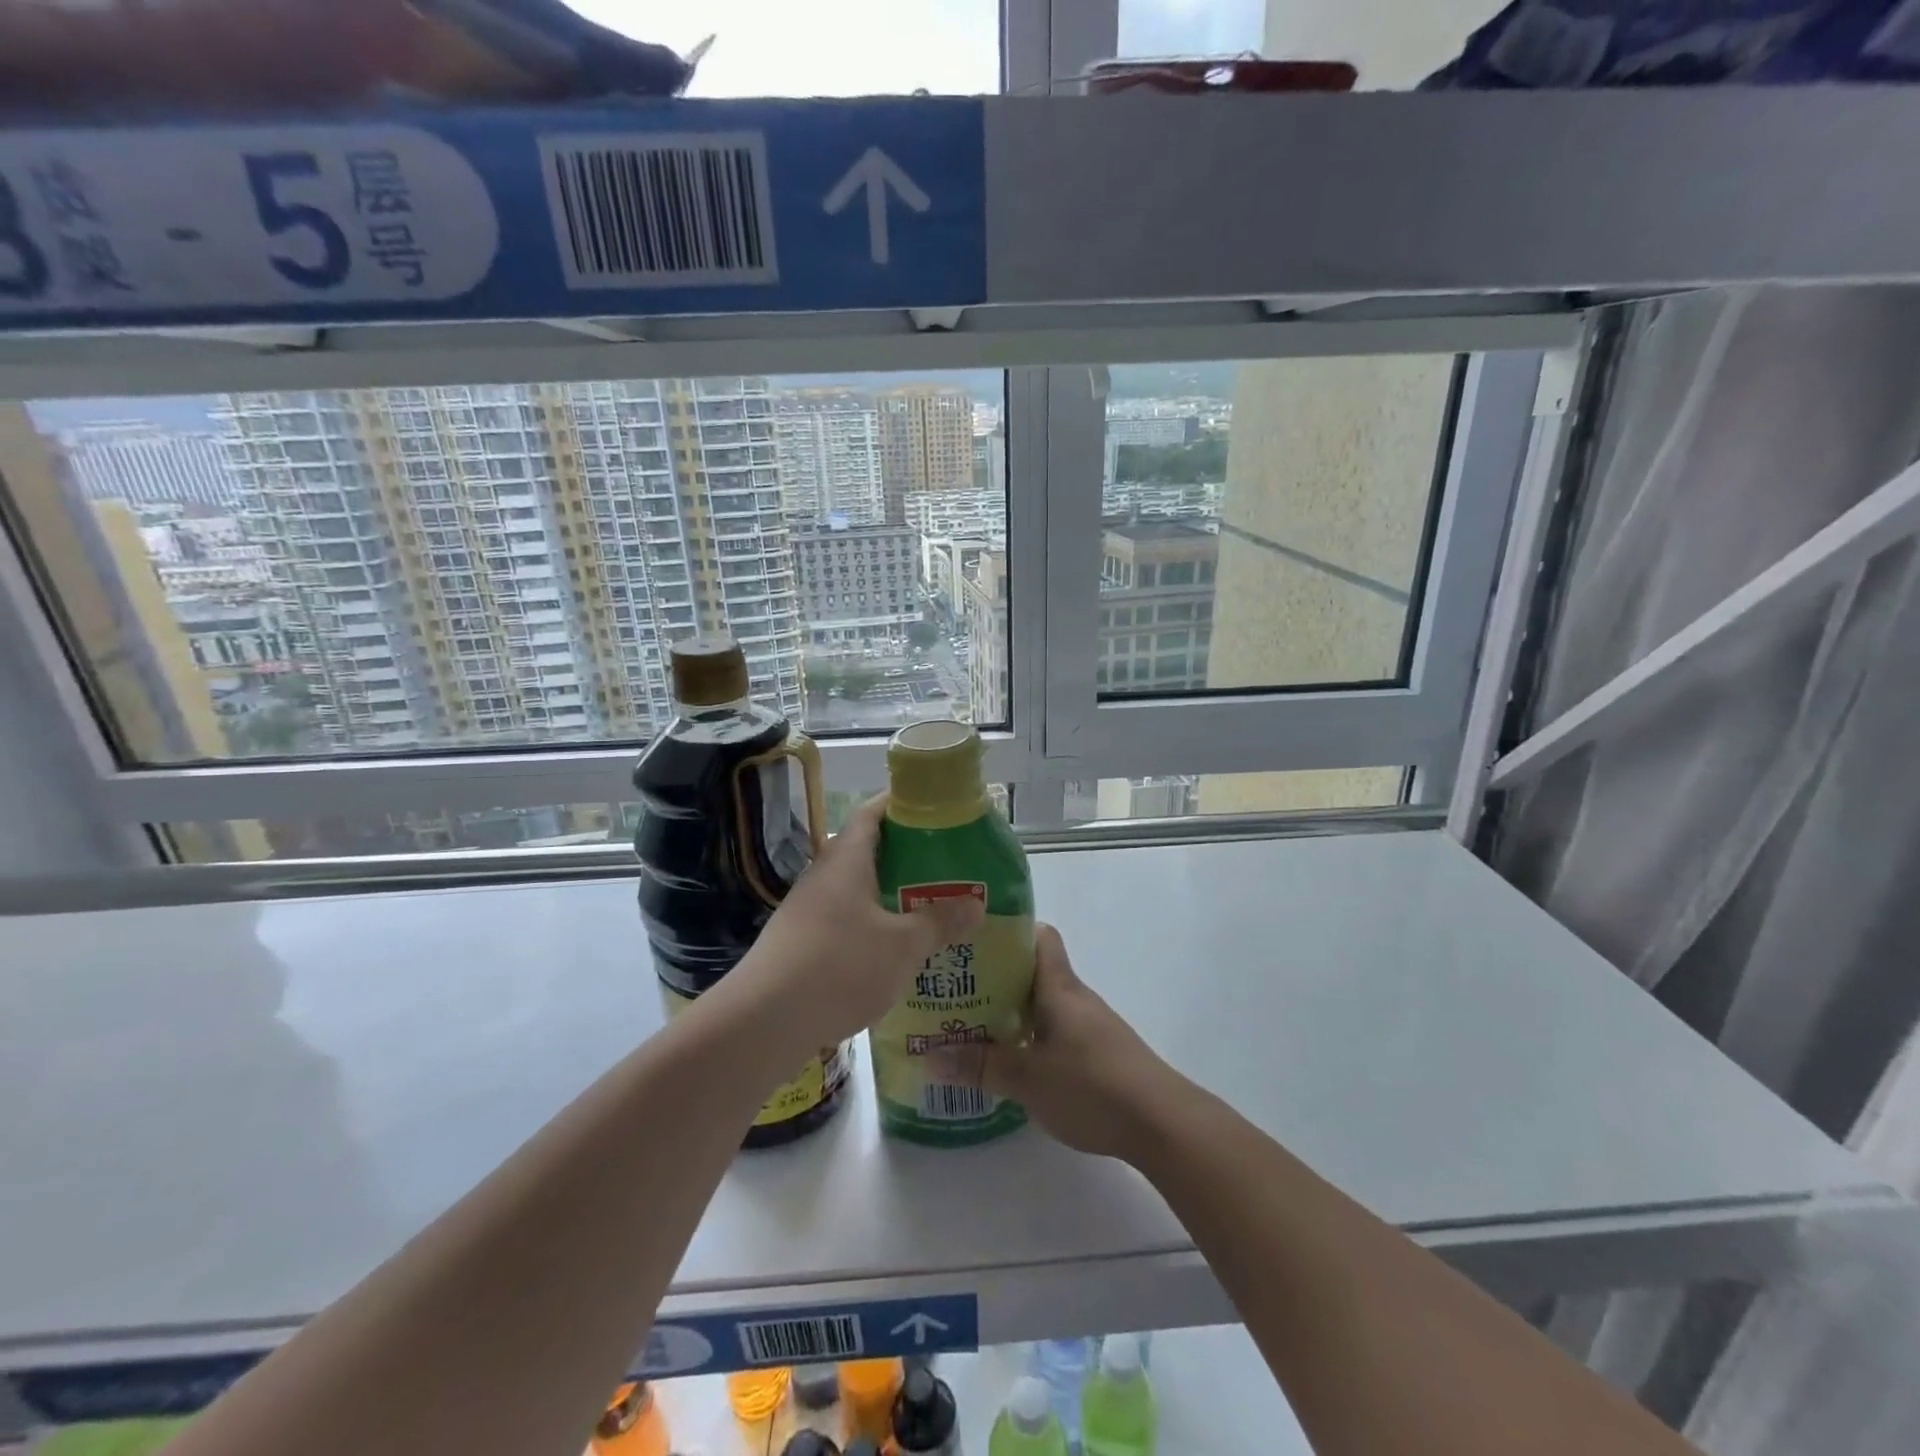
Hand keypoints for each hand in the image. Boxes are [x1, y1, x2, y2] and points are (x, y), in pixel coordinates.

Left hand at [738, 796, 983, 1050]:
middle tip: (946, 865)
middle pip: (867, 852)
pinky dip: (872, 927)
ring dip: (889, 896)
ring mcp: (807, 910)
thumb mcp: (902, 946)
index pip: (871, 813)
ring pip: (856, 891)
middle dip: (905, 856)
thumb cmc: (839, 967)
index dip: (900, 804)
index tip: (933, 806)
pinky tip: (894, 952)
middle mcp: (824, 876)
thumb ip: (939, 923)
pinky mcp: (800, 944)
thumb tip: (976, 905)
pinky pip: (844, 922)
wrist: (762, 1022)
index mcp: (847, 860)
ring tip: (929, 908)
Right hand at [938, 924, 1186, 1162]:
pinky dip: (1031, 1038)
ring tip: (972, 1026)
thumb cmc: (1092, 1086)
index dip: (1009, 931)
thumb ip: (980, 1065)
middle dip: (996, 977)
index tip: (974, 940)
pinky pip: (1056, 1032)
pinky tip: (1011, 1063)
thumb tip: (929, 1056)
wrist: (1163, 1123)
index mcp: (1059, 987)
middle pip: (1034, 972)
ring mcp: (1090, 1026)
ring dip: (1012, 1012)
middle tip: (955, 990)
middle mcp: (1075, 998)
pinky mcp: (1099, 1054)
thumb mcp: (1027, 1078)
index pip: (1039, 936)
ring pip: (1044, 1005)